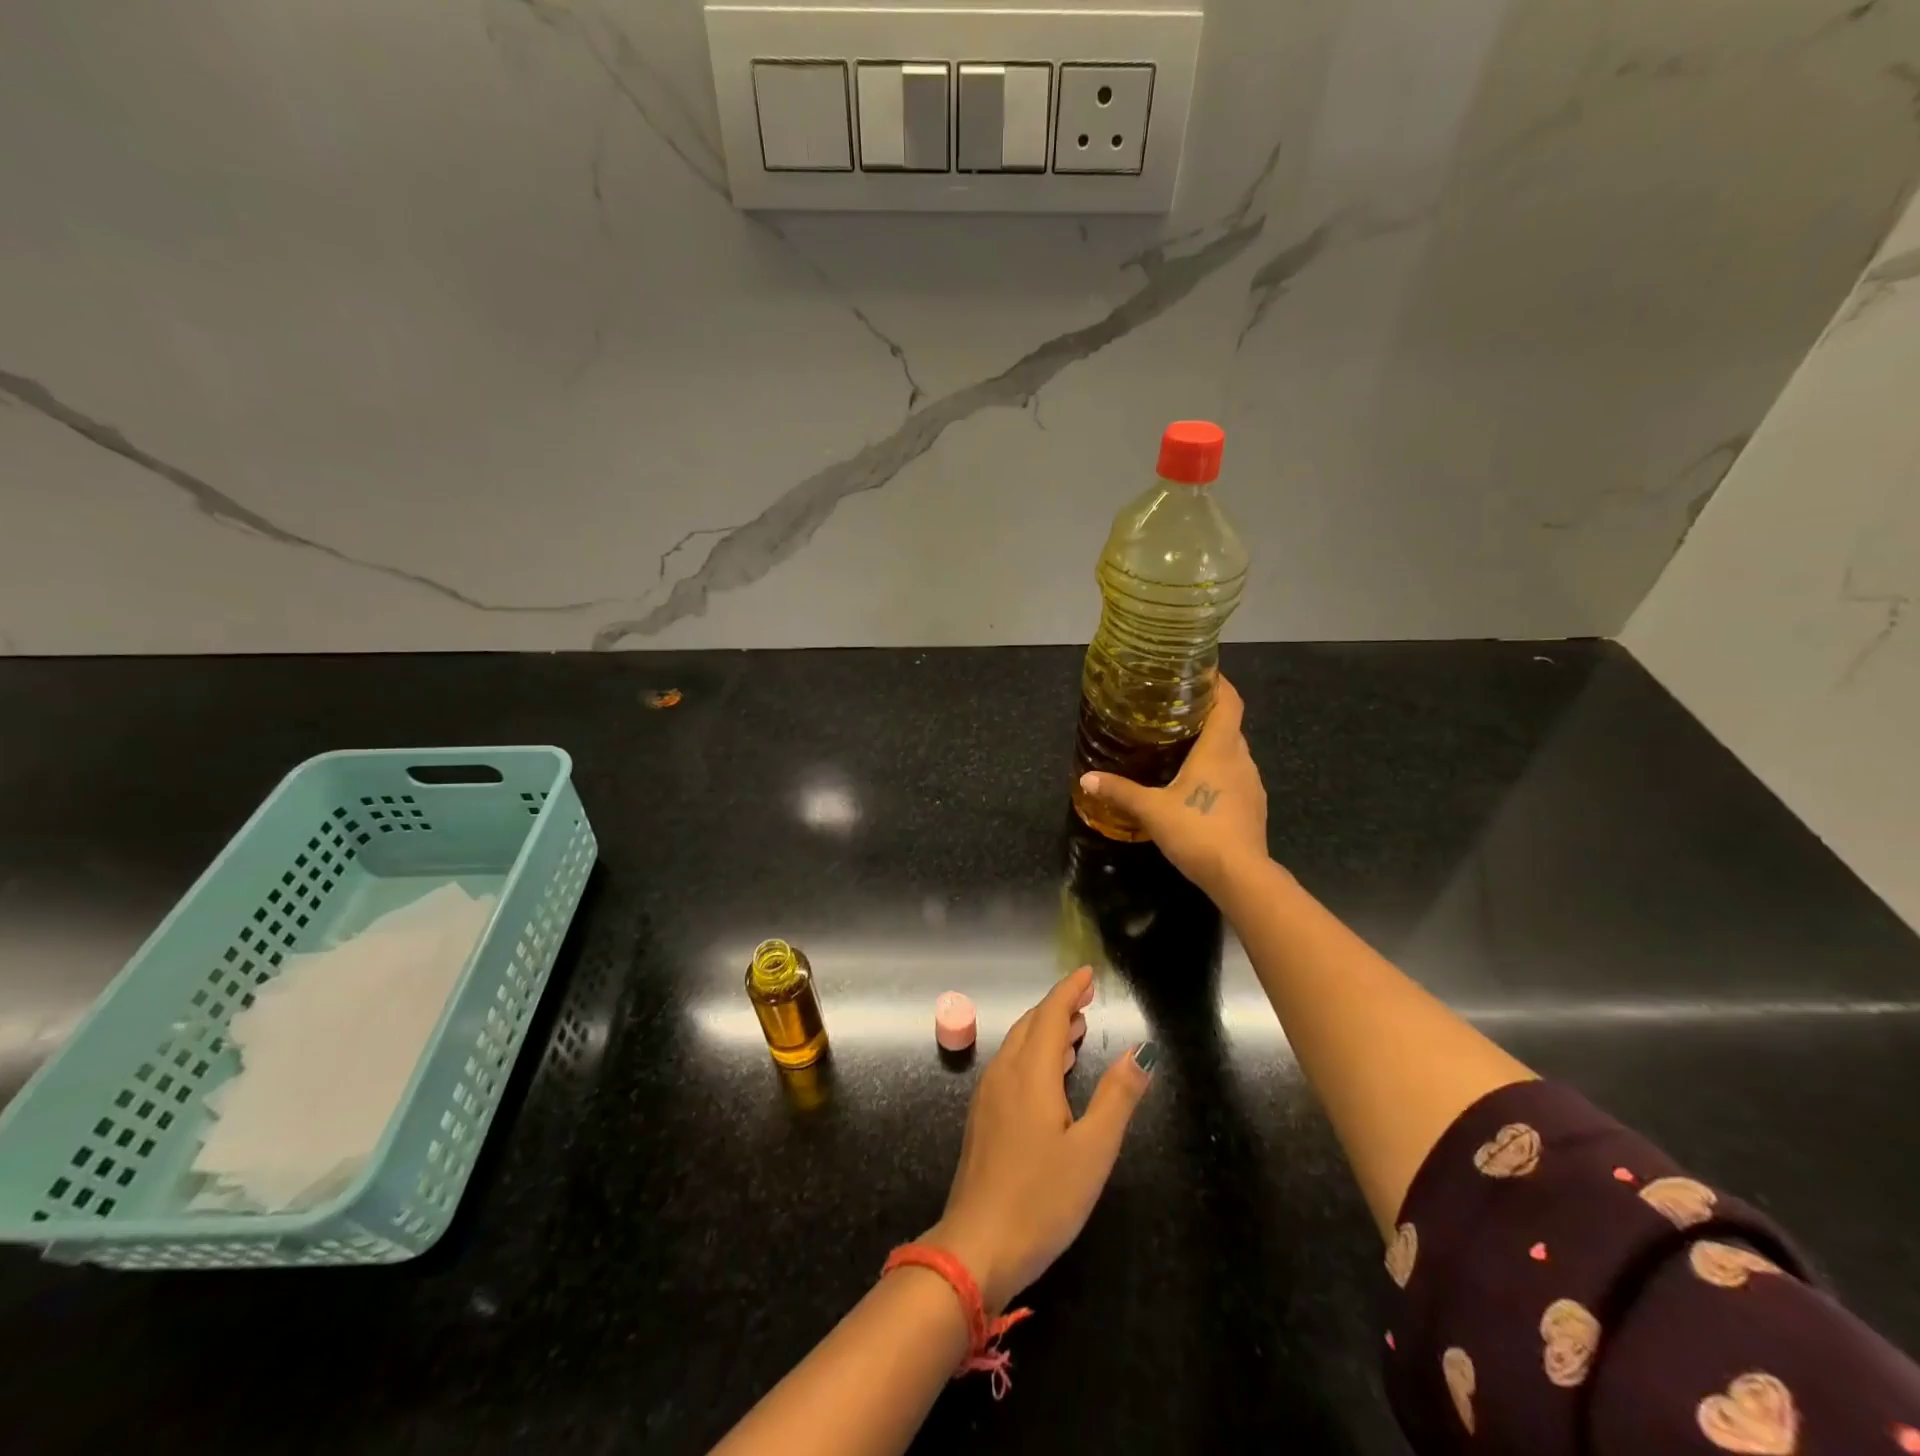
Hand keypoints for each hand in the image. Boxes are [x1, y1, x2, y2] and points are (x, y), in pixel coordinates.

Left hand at [925, 967, 1154, 1313]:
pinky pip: (1010, 1066)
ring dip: (1045, 1031)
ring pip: (1018, 1045)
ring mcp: (988, 1095)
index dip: (1069, 990)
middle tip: (1086, 1001)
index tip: (1088, 974)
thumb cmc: (1042, 1199)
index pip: (1050, 1014)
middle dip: (1058, 1007)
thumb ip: (1118, 1097)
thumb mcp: (1093, 1151)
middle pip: (1031, 1024)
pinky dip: (1033, 1055)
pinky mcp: (982, 1117)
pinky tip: (1050, 1076)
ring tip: (1075, 1032)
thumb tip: (1142, 1050)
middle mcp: (1004, 1073)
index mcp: (1031, 1073)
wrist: (977, 1246)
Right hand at [1078, 676, 1270, 899]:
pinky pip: (1235, 777)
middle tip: (1176, 712)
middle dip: (1207, 715)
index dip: (1219, 683)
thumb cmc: (1197, 831)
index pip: (1230, 701)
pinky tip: (1197, 787)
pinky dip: (1218, 772)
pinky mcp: (1253, 807)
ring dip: (1213, 746)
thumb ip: (1120, 792)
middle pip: (1229, 726)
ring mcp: (1252, 784)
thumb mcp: (1151, 810)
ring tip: (1183, 747)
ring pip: (1233, 753)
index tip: (1199, 673)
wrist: (1240, 876)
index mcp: (1220, 748)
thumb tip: (1086, 778)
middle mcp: (1241, 759)